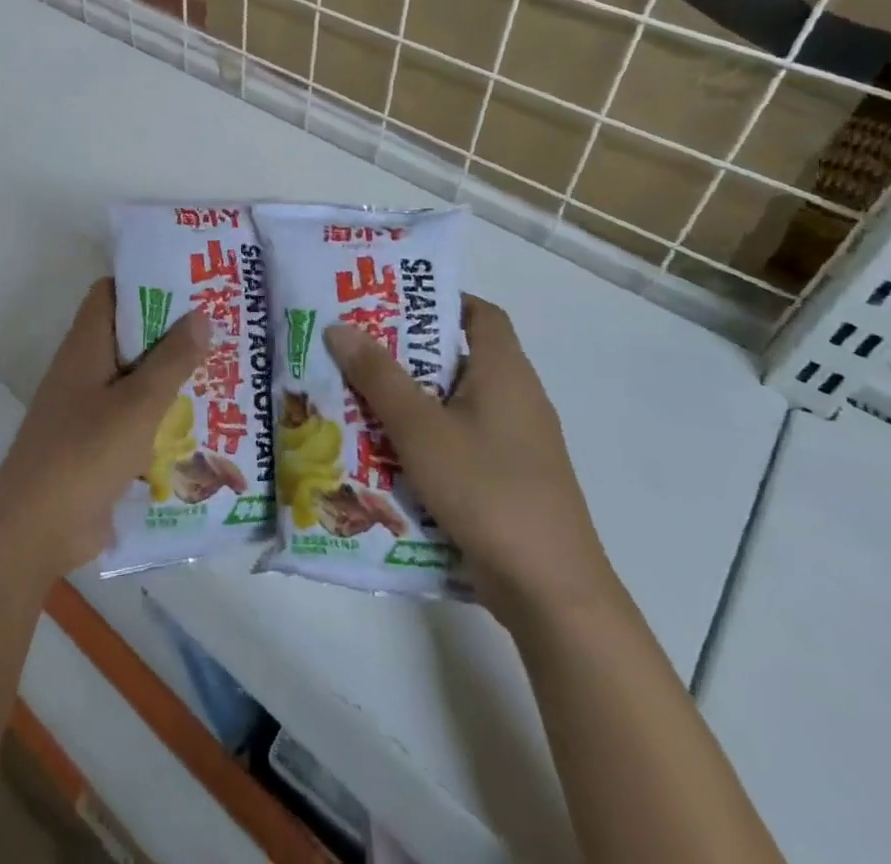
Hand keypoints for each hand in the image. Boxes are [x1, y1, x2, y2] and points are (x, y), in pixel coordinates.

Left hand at [0, 279, 210, 578]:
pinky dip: (162, 414)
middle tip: (222, 326)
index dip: (146, 282)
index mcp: (85, 346)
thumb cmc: (84, 454)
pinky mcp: (97, 444)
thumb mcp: (137, 404)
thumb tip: (201, 313)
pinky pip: (134, 416)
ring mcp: (89, 408)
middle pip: (128, 335)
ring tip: (224, 369)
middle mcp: (85, 369)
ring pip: (135, 378)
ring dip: (170, 375)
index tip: (191, 283)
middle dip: (171, 331)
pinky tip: (202, 421)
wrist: (36, 530)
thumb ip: (171, 360)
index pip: (111, 293)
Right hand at [324, 295, 620, 628]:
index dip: (439, 300)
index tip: (390, 303)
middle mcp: (516, 399)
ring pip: (453, 402)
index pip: (481, 314)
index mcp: (505, 373)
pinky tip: (383, 450)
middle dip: (405, 351)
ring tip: (355, 395)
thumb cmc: (486, 489)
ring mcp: (515, 443)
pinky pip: (458, 440)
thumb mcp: (421, 428)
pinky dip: (423, 436)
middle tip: (353, 347)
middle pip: (458, 357)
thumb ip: (378, 377)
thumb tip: (339, 326)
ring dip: (408, 398)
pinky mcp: (506, 479)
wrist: (551, 591)